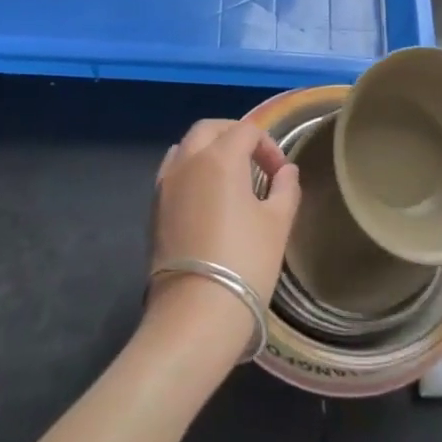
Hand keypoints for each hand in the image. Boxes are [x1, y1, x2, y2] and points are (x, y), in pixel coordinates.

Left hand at [146, 120, 300, 357]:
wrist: (195, 312)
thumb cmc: (245, 261)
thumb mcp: (278, 223)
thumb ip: (286, 189)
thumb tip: (287, 172)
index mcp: (220, 157)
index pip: (246, 131)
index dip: (268, 146)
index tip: (281, 174)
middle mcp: (187, 161)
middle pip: (209, 129)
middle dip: (234, 136)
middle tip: (255, 160)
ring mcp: (165, 184)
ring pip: (185, 147)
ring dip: (208, 150)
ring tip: (230, 178)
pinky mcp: (154, 209)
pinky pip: (173, 172)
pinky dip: (191, 171)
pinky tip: (207, 198)